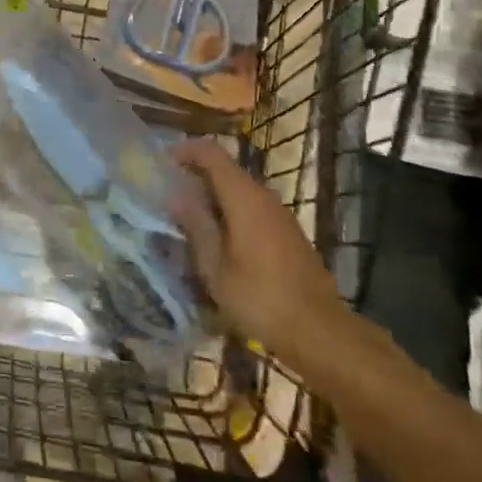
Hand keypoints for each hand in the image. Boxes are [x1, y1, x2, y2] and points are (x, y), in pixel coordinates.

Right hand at [171, 140, 349, 357]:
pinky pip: (252, 208)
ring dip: (213, 197)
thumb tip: (176, 195)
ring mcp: (279, 214)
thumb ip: (196, 225)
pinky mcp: (288, 233)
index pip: (212, 153)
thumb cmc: (259, 297)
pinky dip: (230, 212)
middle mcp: (264, 196)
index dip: (186, 150)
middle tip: (169, 195)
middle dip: (196, 176)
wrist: (318, 331)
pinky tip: (218, 239)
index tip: (163, 162)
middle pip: (226, 170)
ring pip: (239, 190)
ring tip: (188, 219)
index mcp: (244, 197)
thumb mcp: (215, 266)